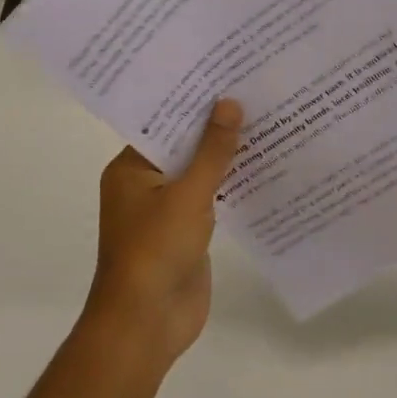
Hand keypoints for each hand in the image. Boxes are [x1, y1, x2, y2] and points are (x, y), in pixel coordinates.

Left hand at [83, 100, 242, 371]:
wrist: (147, 325)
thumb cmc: (156, 251)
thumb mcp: (187, 194)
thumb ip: (212, 150)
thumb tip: (230, 103)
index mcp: (131, 168)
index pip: (162, 121)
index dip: (192, 99)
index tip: (224, 73)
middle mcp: (145, 183)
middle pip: (183, 144)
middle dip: (214, 124)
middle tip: (253, 89)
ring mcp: (166, 208)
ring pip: (199, 170)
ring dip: (226, 153)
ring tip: (265, 117)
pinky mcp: (187, 230)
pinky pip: (211, 195)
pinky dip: (231, 182)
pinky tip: (264, 163)